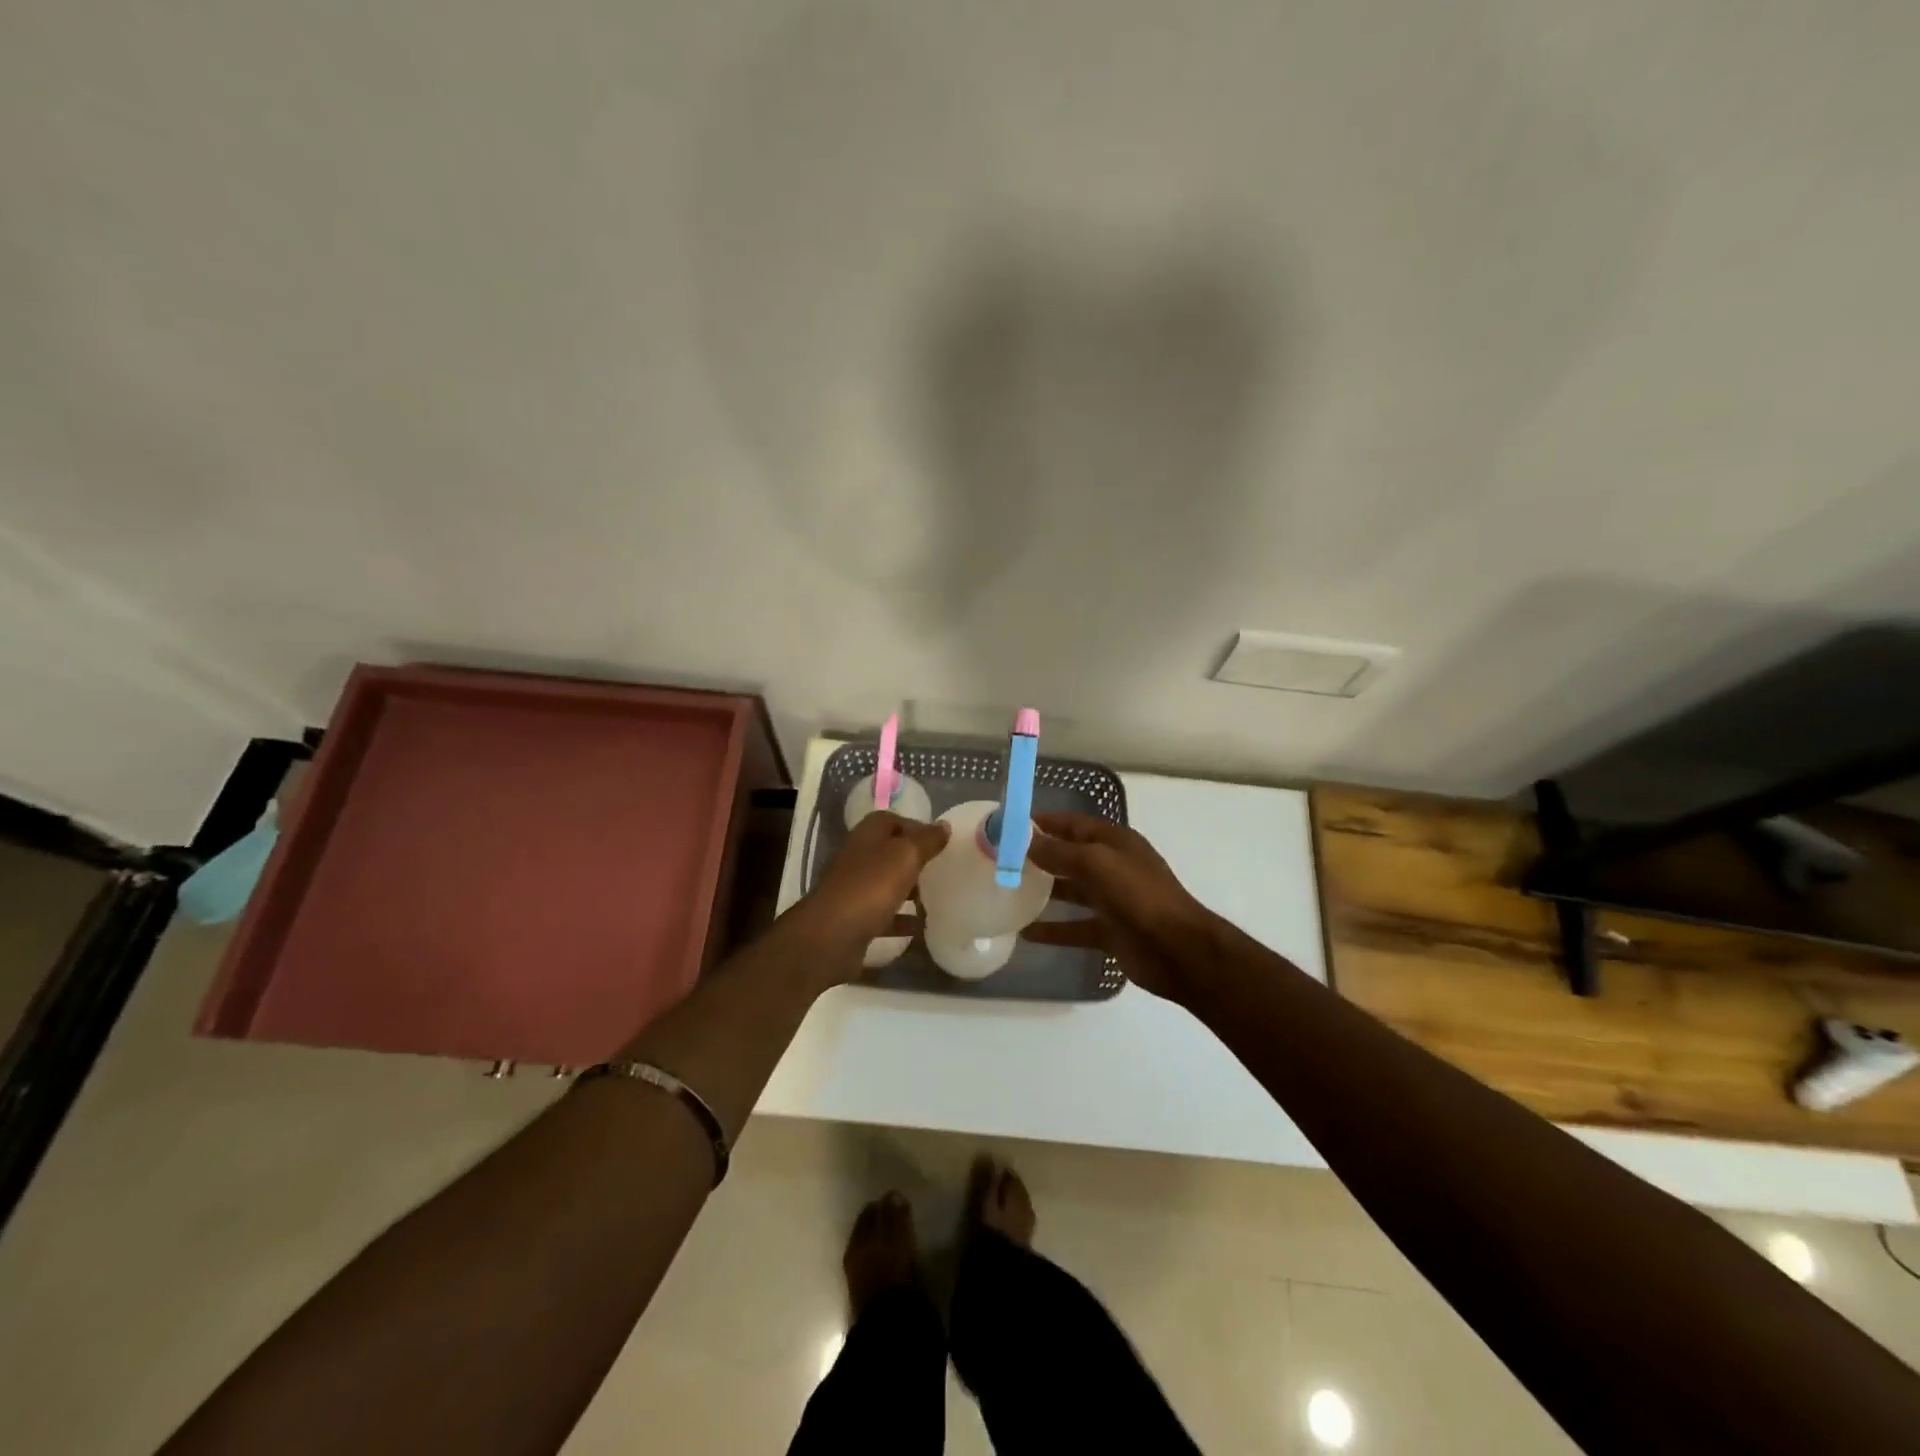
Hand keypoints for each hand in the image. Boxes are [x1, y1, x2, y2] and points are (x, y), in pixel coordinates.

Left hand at [785, 811, 948, 981]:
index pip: (893, 820)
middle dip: (915, 861)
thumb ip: (927, 840)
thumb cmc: (871, 886)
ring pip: (886, 884)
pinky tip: (921, 929)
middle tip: (941, 871)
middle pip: (890, 852)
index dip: (917, 828)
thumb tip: (944, 826)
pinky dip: (901, 920)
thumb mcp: (906, 856)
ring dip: (909, 891)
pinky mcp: (854, 919)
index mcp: (867, 835)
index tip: (941, 843)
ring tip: (936, 899)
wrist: (831, 936)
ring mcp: (853, 889)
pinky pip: (883, 915)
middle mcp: (857, 857)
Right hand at [1021, 812, 1219, 1003]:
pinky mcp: (1110, 932)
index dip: (1045, 823)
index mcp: (1115, 843)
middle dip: (1041, 856)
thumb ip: (1060, 852)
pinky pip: (1075, 927)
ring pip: (1072, 892)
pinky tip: (1026, 933)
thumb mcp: (1097, 863)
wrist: (1178, 949)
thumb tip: (1026, 841)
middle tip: (1004, 859)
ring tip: (1009, 892)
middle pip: (1071, 856)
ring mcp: (1112, 901)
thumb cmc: (1138, 895)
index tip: (1012, 826)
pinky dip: (1053, 929)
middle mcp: (1113, 867)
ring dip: (1045, 891)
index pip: (1074, 824)